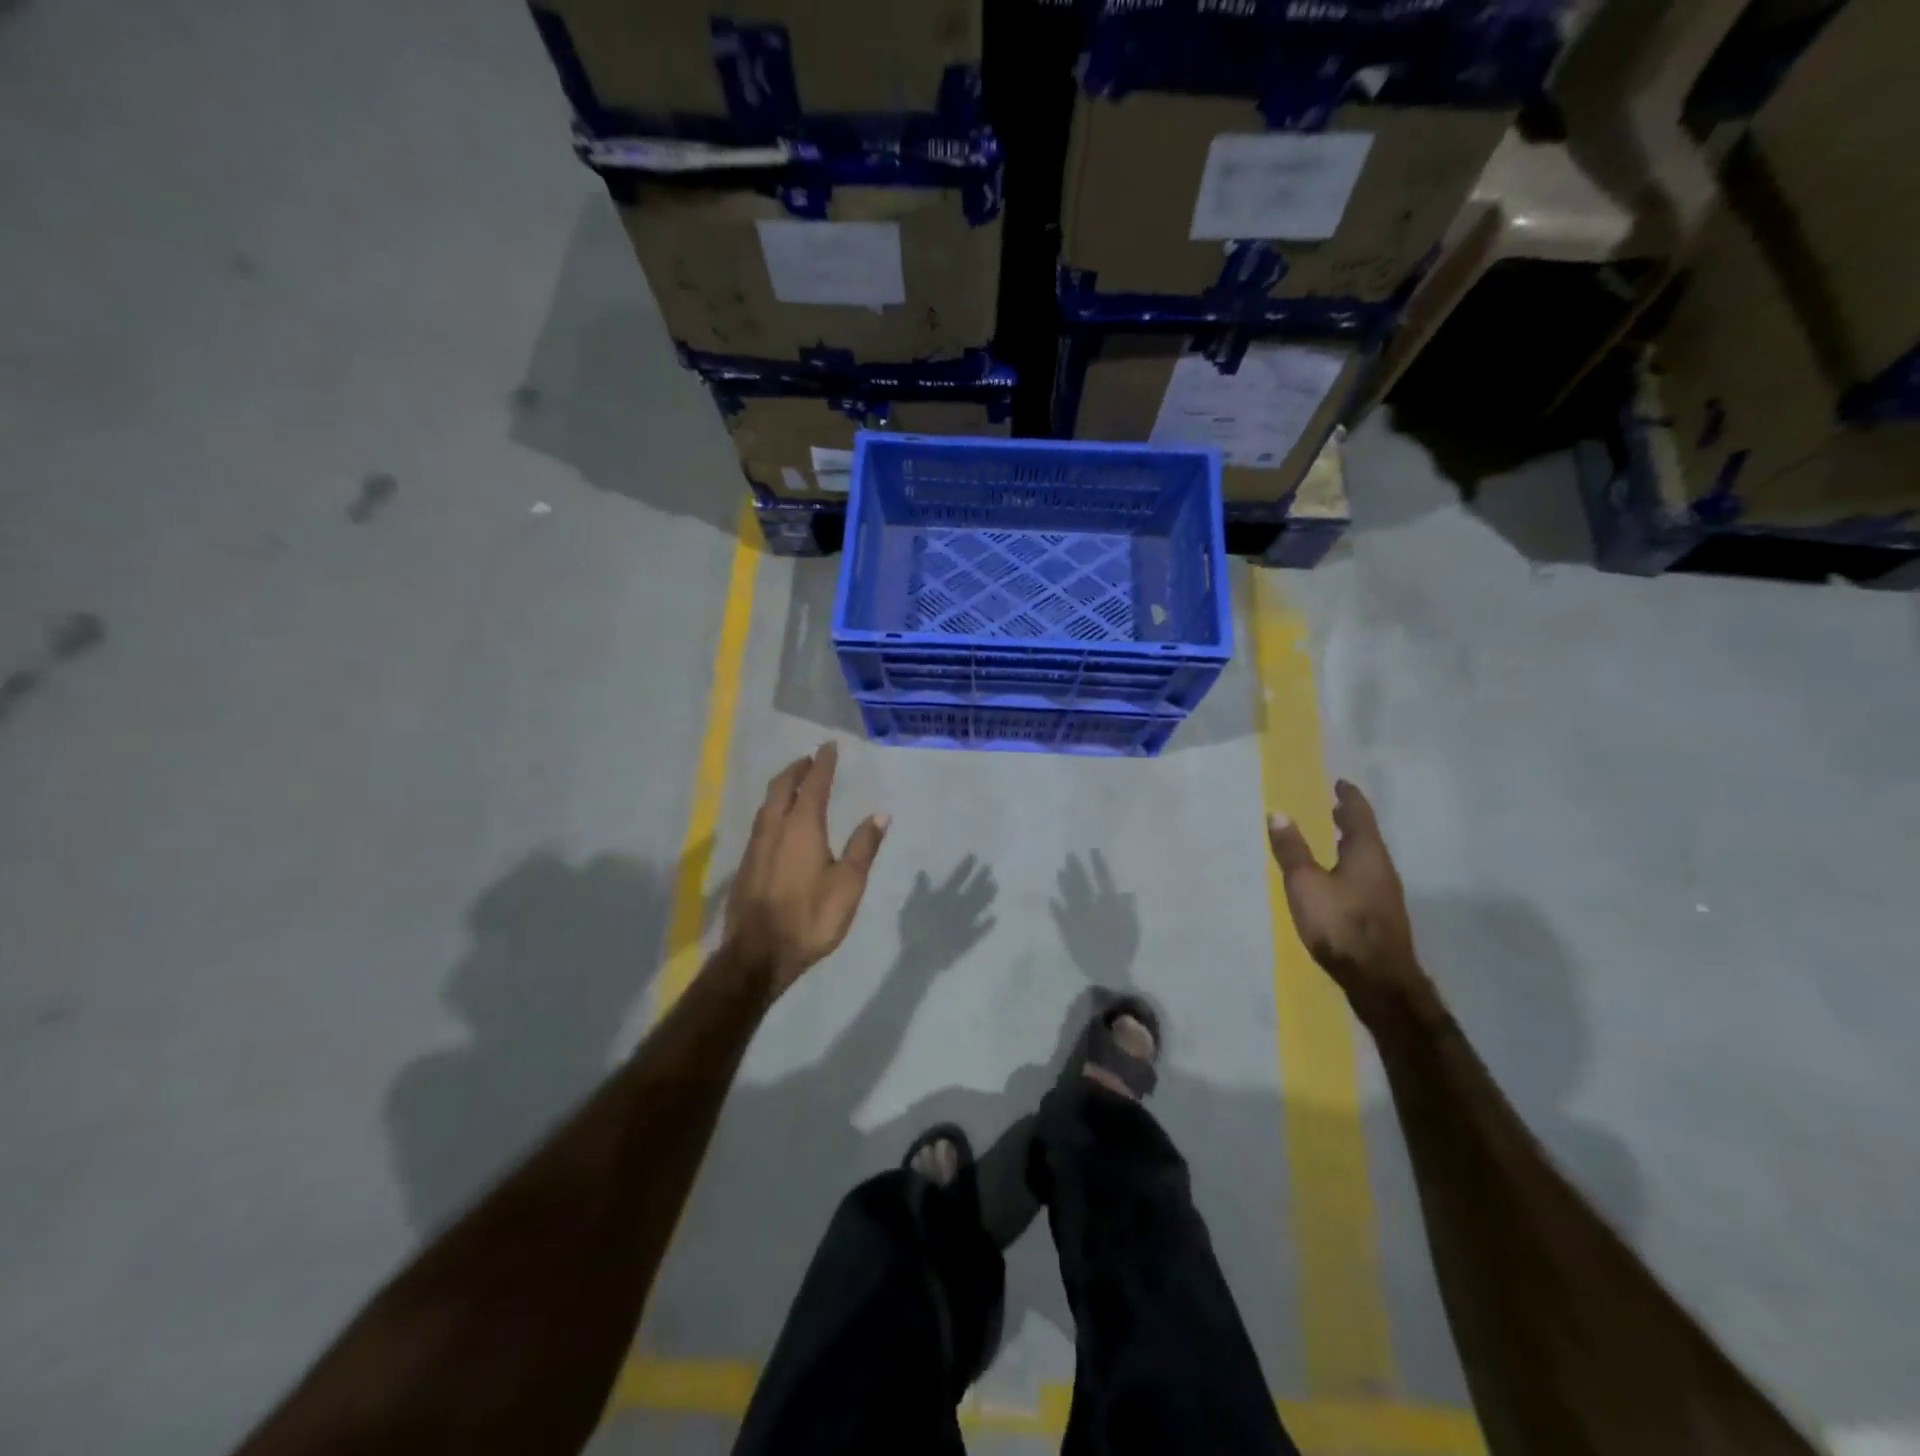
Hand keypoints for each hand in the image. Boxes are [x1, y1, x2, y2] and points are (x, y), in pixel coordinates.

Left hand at [725, 742, 886, 993]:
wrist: (757, 954)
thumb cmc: (810, 918)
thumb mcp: (848, 884)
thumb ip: (863, 846)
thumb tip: (880, 814)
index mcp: (802, 827)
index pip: (814, 785)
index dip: (823, 764)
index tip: (828, 746)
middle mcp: (775, 828)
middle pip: (782, 788)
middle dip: (797, 769)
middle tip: (810, 759)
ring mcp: (756, 846)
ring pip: (767, 804)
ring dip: (782, 787)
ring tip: (795, 782)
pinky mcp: (746, 864)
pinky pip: (761, 821)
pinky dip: (773, 807)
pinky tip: (778, 820)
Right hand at [1267, 780, 1425, 1019]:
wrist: (1379, 980)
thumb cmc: (1340, 924)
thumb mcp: (1305, 883)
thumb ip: (1292, 850)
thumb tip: (1278, 813)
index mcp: (1366, 853)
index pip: (1359, 815)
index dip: (1349, 798)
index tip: (1341, 783)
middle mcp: (1382, 869)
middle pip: (1367, 837)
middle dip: (1350, 821)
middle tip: (1334, 808)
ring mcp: (1385, 895)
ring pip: (1367, 860)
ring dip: (1351, 845)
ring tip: (1334, 840)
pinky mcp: (1381, 917)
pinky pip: (1365, 879)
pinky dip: (1351, 867)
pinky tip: (1338, 880)